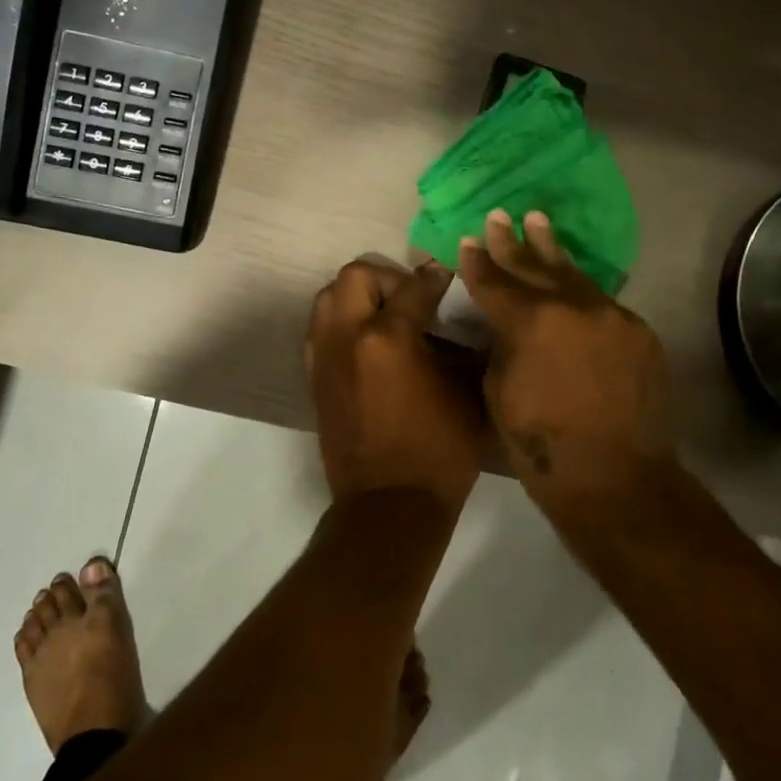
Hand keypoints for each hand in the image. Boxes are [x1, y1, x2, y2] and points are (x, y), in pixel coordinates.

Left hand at [305, 259, 487, 510]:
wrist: (389, 505)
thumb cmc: (439, 452)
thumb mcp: (466, 395)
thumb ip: (462, 351)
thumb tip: (461, 328)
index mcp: (389, 337)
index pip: (413, 287)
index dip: (434, 278)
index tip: (444, 278)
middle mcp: (348, 336)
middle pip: (355, 275)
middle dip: (386, 278)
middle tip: (408, 300)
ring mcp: (324, 356)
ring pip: (328, 297)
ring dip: (356, 297)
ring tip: (383, 318)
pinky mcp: (314, 377)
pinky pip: (318, 329)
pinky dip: (339, 323)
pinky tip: (364, 346)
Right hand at [459, 210, 675, 504]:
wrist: (617, 479)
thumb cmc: (542, 445)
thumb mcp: (499, 390)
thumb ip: (501, 344)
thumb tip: (504, 324)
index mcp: (531, 321)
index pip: (495, 281)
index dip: (477, 262)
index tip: (467, 241)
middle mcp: (574, 306)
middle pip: (534, 268)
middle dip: (512, 243)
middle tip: (498, 216)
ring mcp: (612, 316)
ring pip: (574, 276)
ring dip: (552, 251)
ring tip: (538, 221)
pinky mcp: (639, 332)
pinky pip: (602, 303)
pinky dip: (581, 291)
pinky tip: (571, 279)